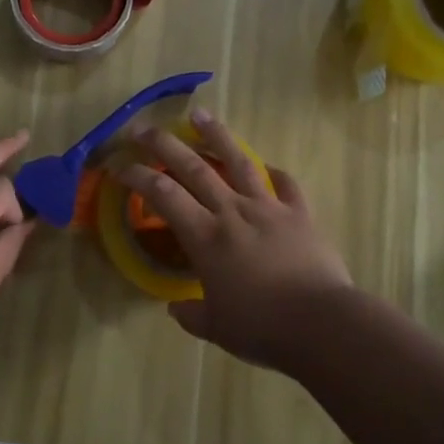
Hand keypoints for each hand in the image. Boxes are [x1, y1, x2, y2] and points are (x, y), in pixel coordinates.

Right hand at [116, 110, 355, 369]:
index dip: (138, 176)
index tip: (120, 166)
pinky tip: (269, 166)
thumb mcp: (217, 328)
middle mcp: (232, 212)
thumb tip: (176, 308)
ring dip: (217, 136)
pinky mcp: (300, 214)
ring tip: (200, 114)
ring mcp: (269, 208)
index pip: (163, 195)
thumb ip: (192, 314)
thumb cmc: (262, 327)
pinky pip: (286, 185)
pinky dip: (275, 173)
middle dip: (164, 144)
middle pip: (194, 167)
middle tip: (144, 128)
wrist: (323, 323)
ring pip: (239, 161)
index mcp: (206, 237)